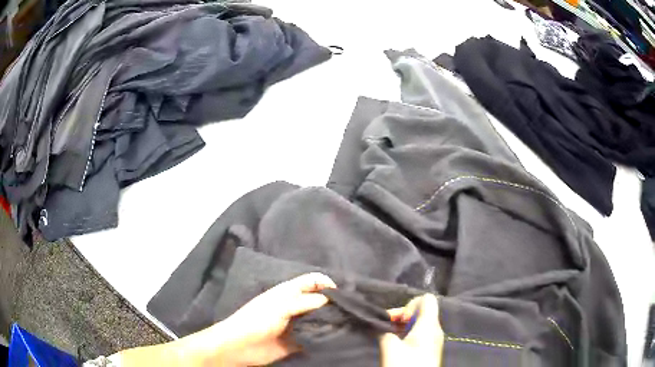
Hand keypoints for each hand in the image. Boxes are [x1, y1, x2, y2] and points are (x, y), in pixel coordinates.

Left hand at [179, 272, 336, 365]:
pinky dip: (325, 336)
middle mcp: (295, 306)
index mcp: (288, 293)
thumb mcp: (279, 307)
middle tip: (352, 310)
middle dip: (334, 302)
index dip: (327, 282)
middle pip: (318, 300)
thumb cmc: (256, 320)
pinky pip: (315, 336)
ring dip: (332, 320)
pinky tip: (338, 338)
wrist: (240, 347)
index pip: (311, 281)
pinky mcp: (298, 341)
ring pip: (319, 319)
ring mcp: (297, 324)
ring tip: (350, 324)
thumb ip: (303, 302)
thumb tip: (329, 299)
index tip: (343, 293)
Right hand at [380, 294, 443, 366]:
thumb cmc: (406, 365)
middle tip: (386, 328)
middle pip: (421, 311)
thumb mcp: (390, 347)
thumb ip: (384, 332)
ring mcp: (434, 339)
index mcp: (429, 325)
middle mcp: (435, 329)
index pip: (426, 299)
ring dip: (402, 326)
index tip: (397, 320)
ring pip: (419, 323)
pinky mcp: (430, 348)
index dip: (409, 305)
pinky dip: (407, 334)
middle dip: (402, 316)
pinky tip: (396, 344)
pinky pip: (420, 333)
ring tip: (388, 337)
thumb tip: (380, 325)